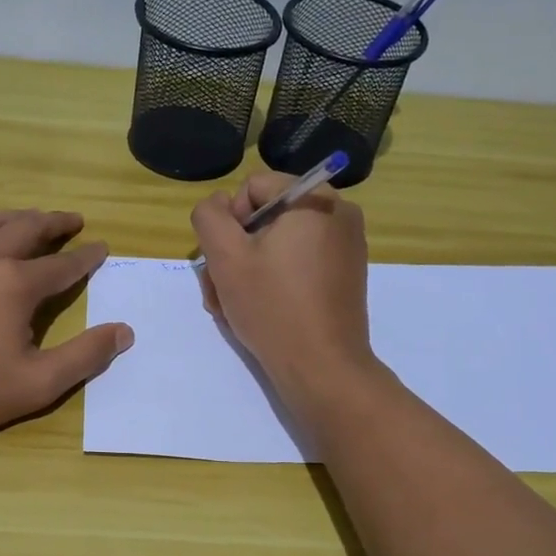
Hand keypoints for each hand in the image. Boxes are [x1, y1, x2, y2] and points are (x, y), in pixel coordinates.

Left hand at [0, 207, 132, 447]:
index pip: (62, 265)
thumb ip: (84, 357)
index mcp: (15, 285)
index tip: (102, 248)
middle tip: (73, 220)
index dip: (86, 257)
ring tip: (29, 217)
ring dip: (13, 217)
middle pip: (25, 229)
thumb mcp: (37, 384)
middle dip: (54, 222)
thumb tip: (124, 332)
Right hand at [190, 173, 374, 400]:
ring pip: (278, 243)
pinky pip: (298, 263)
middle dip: (236, 251)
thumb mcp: (225, 256)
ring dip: (248, 270)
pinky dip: (274, 280)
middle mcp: (339, 214)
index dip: (230, 221)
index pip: (253, 187)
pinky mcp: (344, 276)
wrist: (321, 368)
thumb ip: (209, 216)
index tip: (227, 260)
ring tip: (232, 306)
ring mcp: (346, 247)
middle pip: (266, 217)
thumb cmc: (272, 307)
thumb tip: (219, 205)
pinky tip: (259, 310)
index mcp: (316, 199)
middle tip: (220, 289)